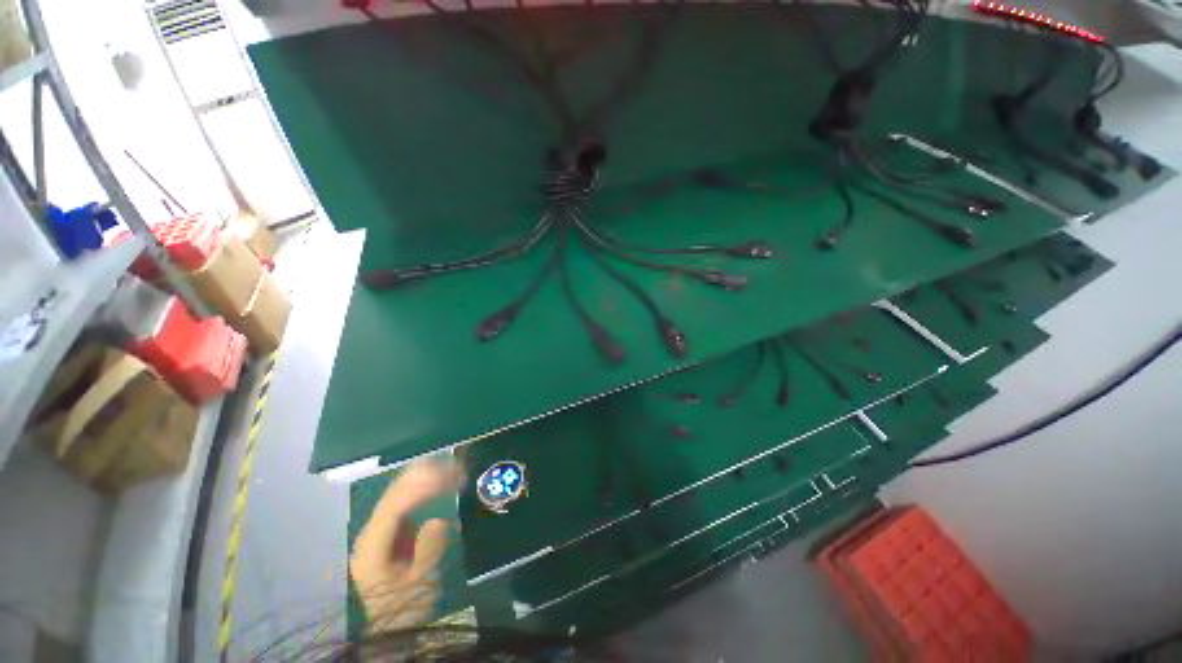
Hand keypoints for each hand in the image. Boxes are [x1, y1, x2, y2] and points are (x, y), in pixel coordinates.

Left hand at [350, 456, 464, 631]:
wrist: (394, 622)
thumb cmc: (407, 605)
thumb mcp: (420, 583)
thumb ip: (428, 551)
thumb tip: (438, 520)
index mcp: (371, 549)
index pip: (392, 509)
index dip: (418, 488)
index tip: (446, 477)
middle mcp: (370, 533)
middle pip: (394, 495)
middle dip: (424, 477)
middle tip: (455, 468)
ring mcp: (378, 529)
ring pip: (398, 493)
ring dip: (426, 477)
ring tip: (453, 470)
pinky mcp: (390, 528)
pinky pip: (405, 499)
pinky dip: (424, 487)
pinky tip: (441, 480)